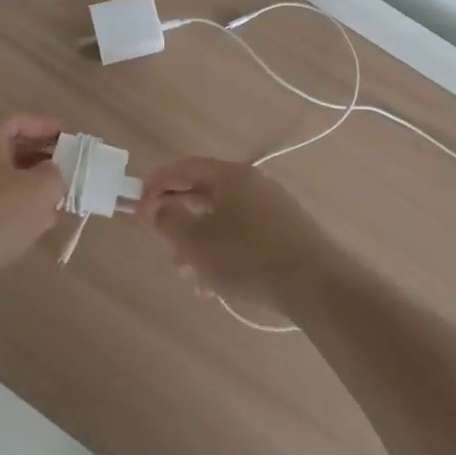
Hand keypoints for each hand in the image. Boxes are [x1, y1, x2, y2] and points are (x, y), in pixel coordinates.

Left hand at [0, 114, 66, 279]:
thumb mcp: (40, 190)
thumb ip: (54, 174)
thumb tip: (51, 172)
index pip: (17, 120)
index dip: (44, 124)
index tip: (67, 136)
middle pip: (11, 149)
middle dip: (41, 157)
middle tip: (65, 167)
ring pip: (6, 178)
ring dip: (32, 185)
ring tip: (57, 198)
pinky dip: (19, 207)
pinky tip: (37, 225)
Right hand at [136, 157, 334, 318]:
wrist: (317, 285)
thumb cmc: (248, 256)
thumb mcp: (197, 241)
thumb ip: (169, 220)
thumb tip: (157, 206)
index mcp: (231, 176)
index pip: (186, 167)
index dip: (159, 182)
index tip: (138, 202)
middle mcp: (253, 184)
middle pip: (205, 193)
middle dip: (179, 219)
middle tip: (161, 242)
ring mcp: (273, 208)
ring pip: (224, 220)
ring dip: (200, 245)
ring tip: (189, 278)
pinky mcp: (287, 234)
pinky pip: (244, 236)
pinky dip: (224, 254)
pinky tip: (217, 287)